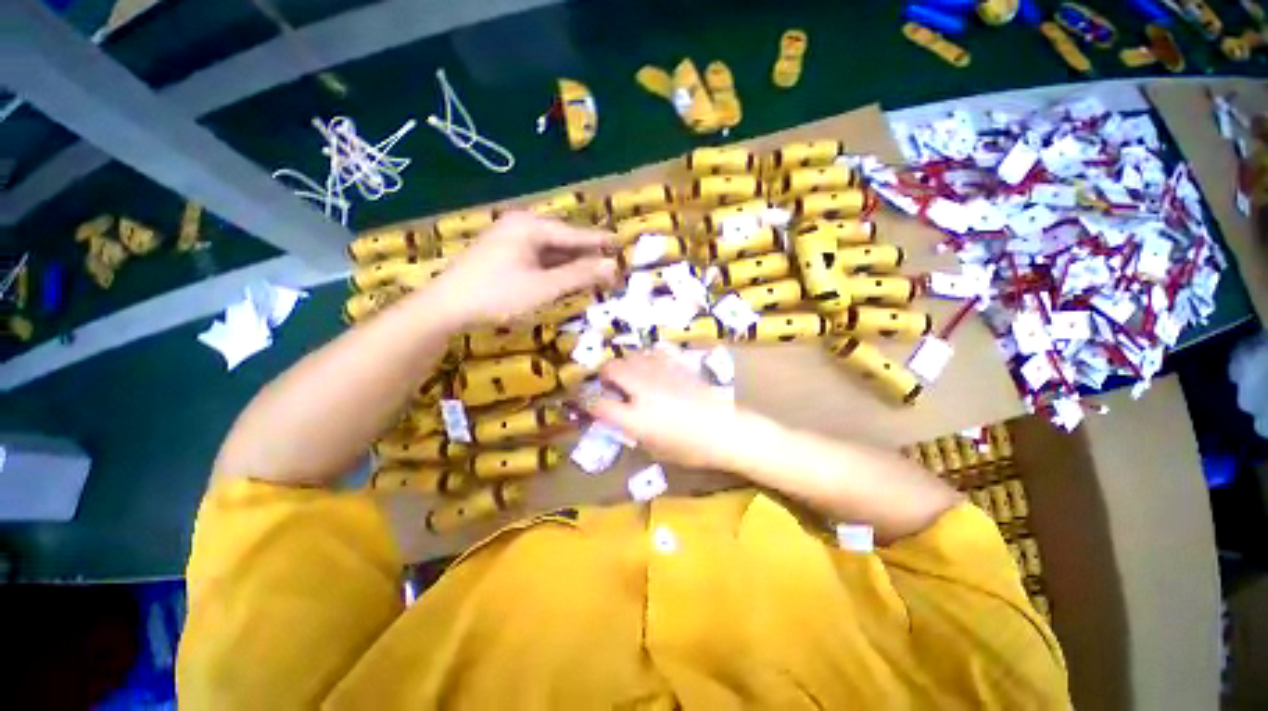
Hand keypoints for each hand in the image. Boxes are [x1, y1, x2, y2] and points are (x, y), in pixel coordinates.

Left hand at [432, 212, 618, 324]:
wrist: (445, 309)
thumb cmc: (498, 296)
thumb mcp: (544, 288)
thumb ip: (579, 276)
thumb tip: (612, 267)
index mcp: (530, 226)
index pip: (575, 234)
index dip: (600, 242)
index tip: (622, 246)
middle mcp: (520, 226)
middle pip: (563, 240)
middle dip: (587, 255)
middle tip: (611, 267)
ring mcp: (509, 240)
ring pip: (551, 251)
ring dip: (572, 264)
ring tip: (596, 274)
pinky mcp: (503, 255)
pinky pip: (538, 258)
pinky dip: (555, 269)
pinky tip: (567, 278)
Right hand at [588, 352, 766, 469]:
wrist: (726, 429)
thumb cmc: (691, 448)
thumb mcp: (655, 448)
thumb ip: (633, 429)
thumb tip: (621, 415)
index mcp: (636, 418)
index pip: (599, 404)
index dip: (589, 403)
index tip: (589, 404)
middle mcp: (643, 390)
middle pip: (611, 369)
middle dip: (604, 375)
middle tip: (608, 384)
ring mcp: (660, 373)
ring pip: (631, 356)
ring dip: (624, 364)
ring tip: (630, 375)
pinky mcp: (676, 364)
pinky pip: (653, 352)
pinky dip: (646, 357)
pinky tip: (651, 367)